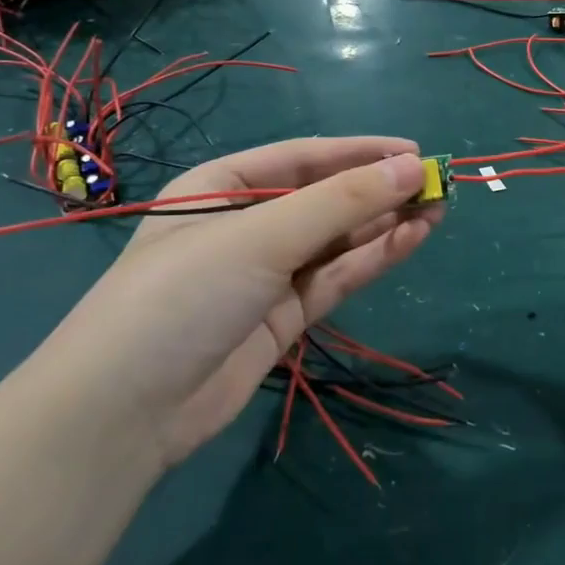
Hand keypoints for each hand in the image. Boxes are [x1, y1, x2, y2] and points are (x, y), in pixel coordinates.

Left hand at [26, 138, 438, 469]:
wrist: (125, 413)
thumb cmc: (184, 294)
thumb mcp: (262, 237)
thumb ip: (342, 202)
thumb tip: (414, 165)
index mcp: (220, 186)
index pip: (302, 158)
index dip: (361, 153)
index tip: (417, 151)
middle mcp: (243, 225)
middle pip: (323, 199)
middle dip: (378, 190)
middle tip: (439, 185)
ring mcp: (264, 275)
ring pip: (335, 240)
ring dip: (384, 224)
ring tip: (438, 209)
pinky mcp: (282, 319)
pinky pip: (333, 278)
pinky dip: (371, 259)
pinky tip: (411, 240)